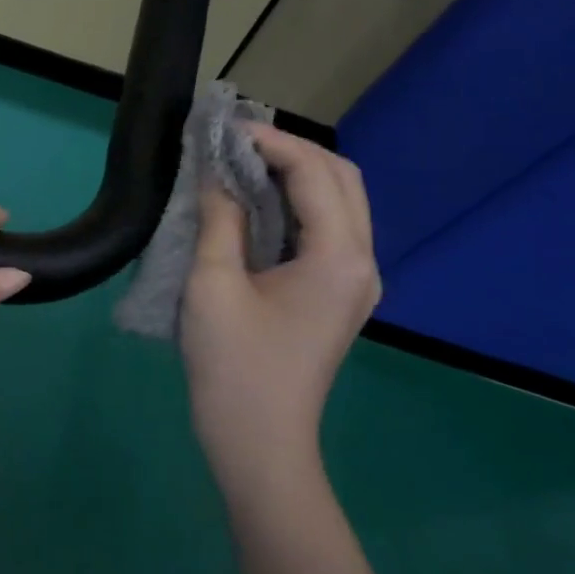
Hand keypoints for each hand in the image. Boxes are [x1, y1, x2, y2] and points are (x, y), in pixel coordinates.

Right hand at [181, 125, 379, 492]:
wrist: (260, 444)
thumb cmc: (234, 366)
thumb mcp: (213, 285)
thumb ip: (219, 219)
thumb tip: (215, 174)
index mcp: (339, 257)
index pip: (314, 173)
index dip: (270, 143)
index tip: (223, 130)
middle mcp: (361, 262)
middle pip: (342, 179)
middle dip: (292, 151)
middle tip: (235, 144)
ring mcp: (355, 282)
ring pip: (340, 203)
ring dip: (296, 175)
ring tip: (242, 164)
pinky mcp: (338, 295)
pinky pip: (327, 230)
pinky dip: (295, 204)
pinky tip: (256, 204)